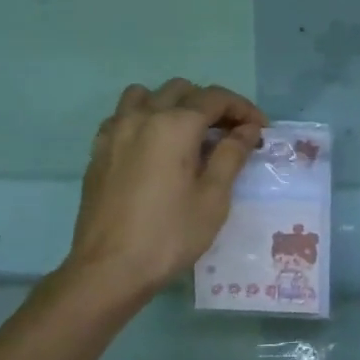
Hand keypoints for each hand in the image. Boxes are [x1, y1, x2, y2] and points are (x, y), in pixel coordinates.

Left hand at [64, 79, 265, 301]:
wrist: (108, 269)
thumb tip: (248, 129)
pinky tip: (153, 148)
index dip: (243, 109)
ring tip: (188, 134)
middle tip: (230, 134)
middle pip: (181, 91)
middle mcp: (142, 117)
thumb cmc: (169, 235)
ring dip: (172, 105)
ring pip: (146, 95)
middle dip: (211, 105)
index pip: (215, 99)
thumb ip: (231, 155)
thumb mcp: (213, 198)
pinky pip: (123, 117)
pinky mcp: (98, 151)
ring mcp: (114, 132)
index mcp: (174, 125)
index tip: (261, 129)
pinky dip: (144, 119)